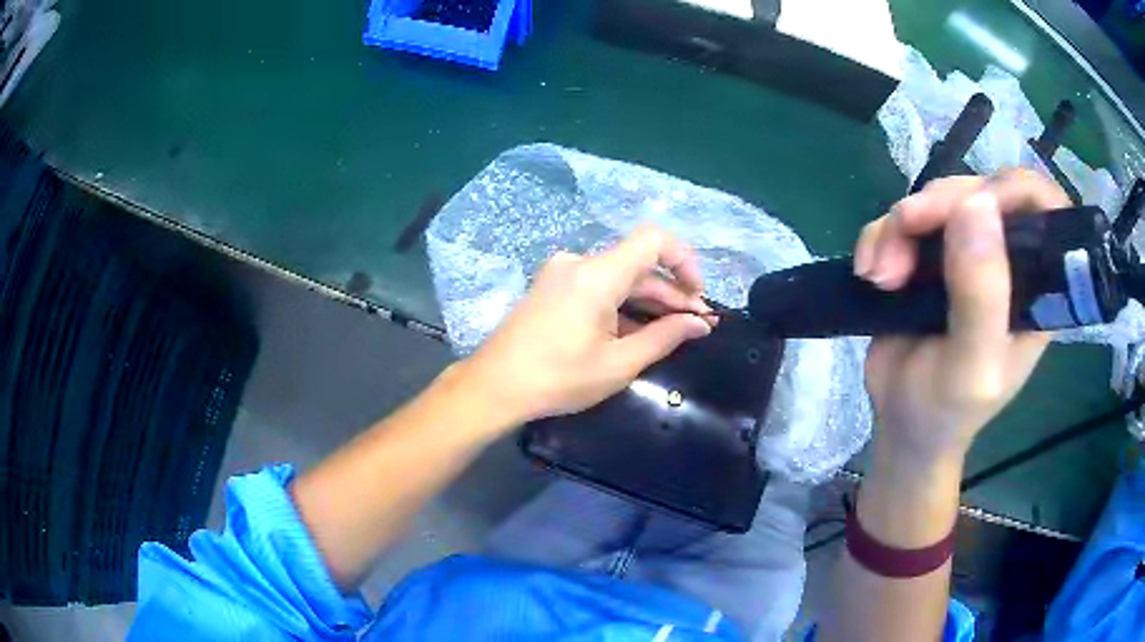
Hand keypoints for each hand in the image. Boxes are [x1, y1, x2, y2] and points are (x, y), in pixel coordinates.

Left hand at [457, 225, 714, 428]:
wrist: (494, 386)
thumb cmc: (558, 379)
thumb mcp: (618, 364)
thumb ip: (664, 337)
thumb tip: (699, 323)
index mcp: (597, 274)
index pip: (654, 240)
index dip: (685, 260)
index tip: (698, 295)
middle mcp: (579, 263)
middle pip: (638, 265)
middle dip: (670, 292)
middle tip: (696, 325)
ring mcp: (562, 273)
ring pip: (619, 277)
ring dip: (647, 300)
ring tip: (673, 331)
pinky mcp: (553, 287)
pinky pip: (598, 286)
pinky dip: (622, 303)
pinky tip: (638, 330)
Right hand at [855, 170, 1068, 464]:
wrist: (902, 425)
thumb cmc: (947, 410)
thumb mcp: (971, 367)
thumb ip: (982, 296)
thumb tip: (976, 204)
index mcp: (1035, 285)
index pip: (1043, 208)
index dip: (1012, 189)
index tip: (973, 208)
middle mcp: (1006, 258)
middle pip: (981, 191)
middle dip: (939, 206)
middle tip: (904, 235)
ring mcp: (966, 252)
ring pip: (937, 198)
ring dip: (900, 226)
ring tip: (882, 277)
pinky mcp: (928, 253)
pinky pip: (903, 217)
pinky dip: (879, 235)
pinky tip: (870, 272)